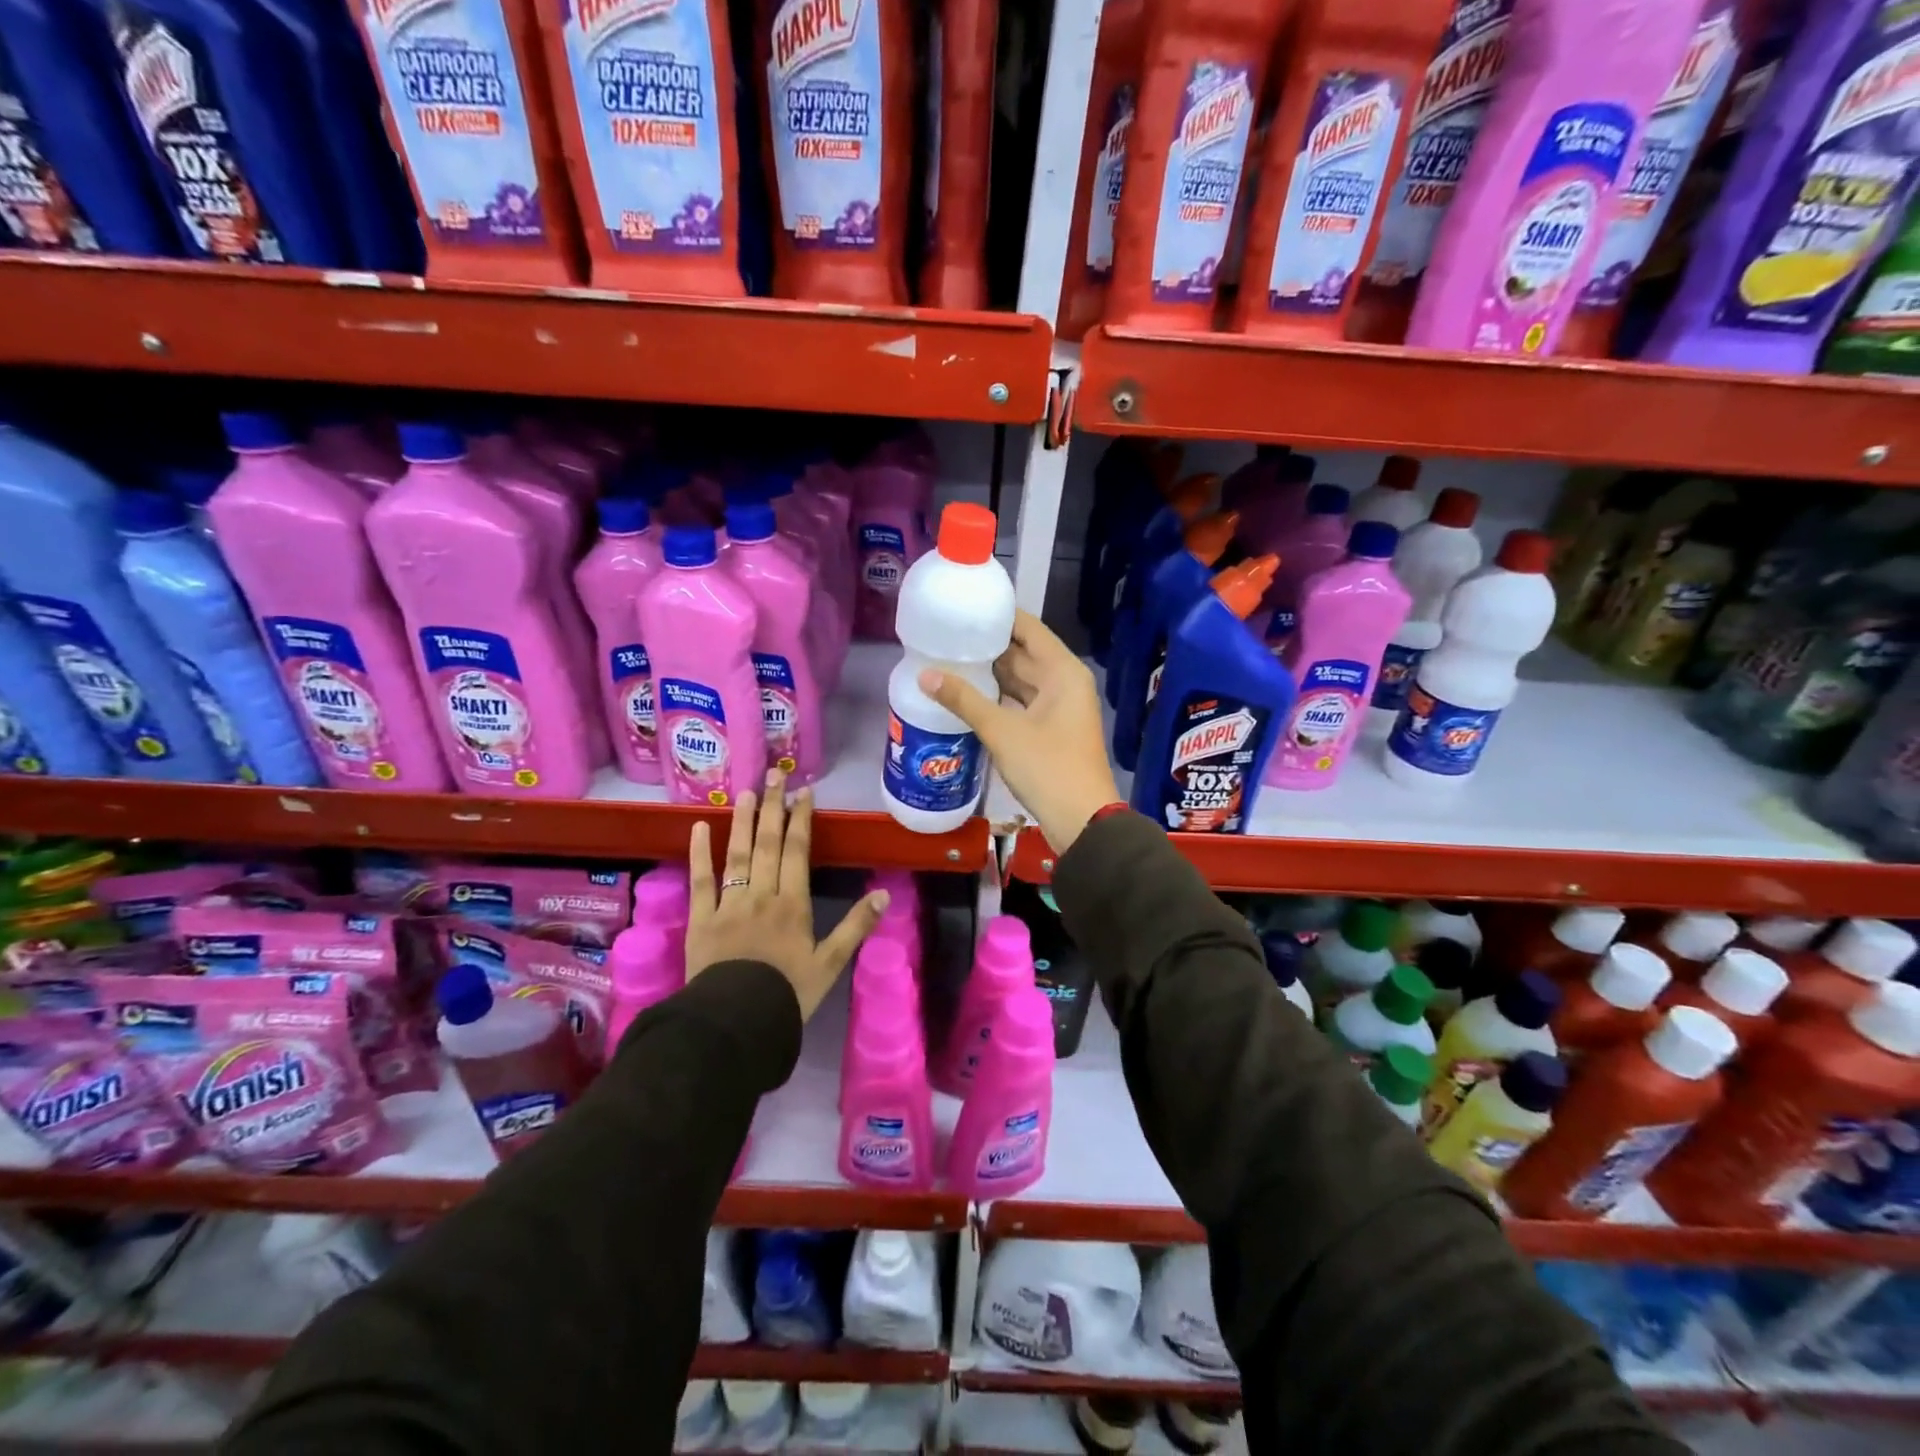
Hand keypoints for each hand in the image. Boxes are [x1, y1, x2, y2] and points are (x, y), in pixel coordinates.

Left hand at [686, 769, 887, 1020]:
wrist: (736, 1022)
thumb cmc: (787, 994)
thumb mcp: (830, 964)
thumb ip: (855, 927)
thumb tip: (883, 895)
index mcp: (792, 904)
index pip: (798, 851)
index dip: (801, 819)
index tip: (803, 792)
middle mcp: (761, 895)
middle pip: (768, 844)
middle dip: (773, 808)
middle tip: (774, 776)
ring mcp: (728, 905)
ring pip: (737, 855)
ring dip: (743, 822)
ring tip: (745, 792)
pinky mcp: (701, 919)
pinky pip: (700, 881)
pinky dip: (699, 854)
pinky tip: (699, 828)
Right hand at [918, 609, 1121, 853]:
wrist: (1082, 821)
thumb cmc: (1047, 768)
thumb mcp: (1002, 731)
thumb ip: (964, 700)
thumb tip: (924, 674)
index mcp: (1062, 671)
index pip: (1028, 628)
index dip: (999, 615)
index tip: (965, 606)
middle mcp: (1064, 682)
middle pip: (1023, 654)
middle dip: (988, 646)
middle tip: (947, 635)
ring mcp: (1059, 708)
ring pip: (1021, 681)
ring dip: (991, 674)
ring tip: (950, 659)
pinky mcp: (1051, 730)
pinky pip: (1021, 703)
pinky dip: (999, 698)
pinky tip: (968, 695)